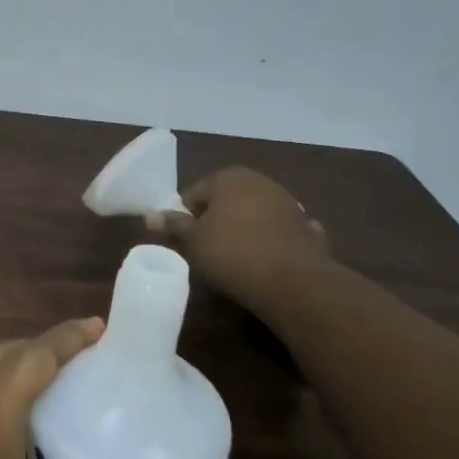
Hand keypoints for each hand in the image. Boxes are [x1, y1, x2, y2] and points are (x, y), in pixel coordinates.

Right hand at [147, 167, 331, 316]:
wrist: (293, 282)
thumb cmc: (232, 253)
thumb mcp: (193, 241)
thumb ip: (173, 225)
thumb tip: (151, 216)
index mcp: (229, 177)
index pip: (194, 194)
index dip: (185, 218)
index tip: (184, 242)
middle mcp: (260, 181)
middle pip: (225, 201)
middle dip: (215, 222)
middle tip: (205, 251)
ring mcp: (288, 203)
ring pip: (253, 215)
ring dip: (243, 231)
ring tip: (233, 260)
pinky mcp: (306, 228)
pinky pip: (278, 233)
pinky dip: (271, 243)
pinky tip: (266, 261)